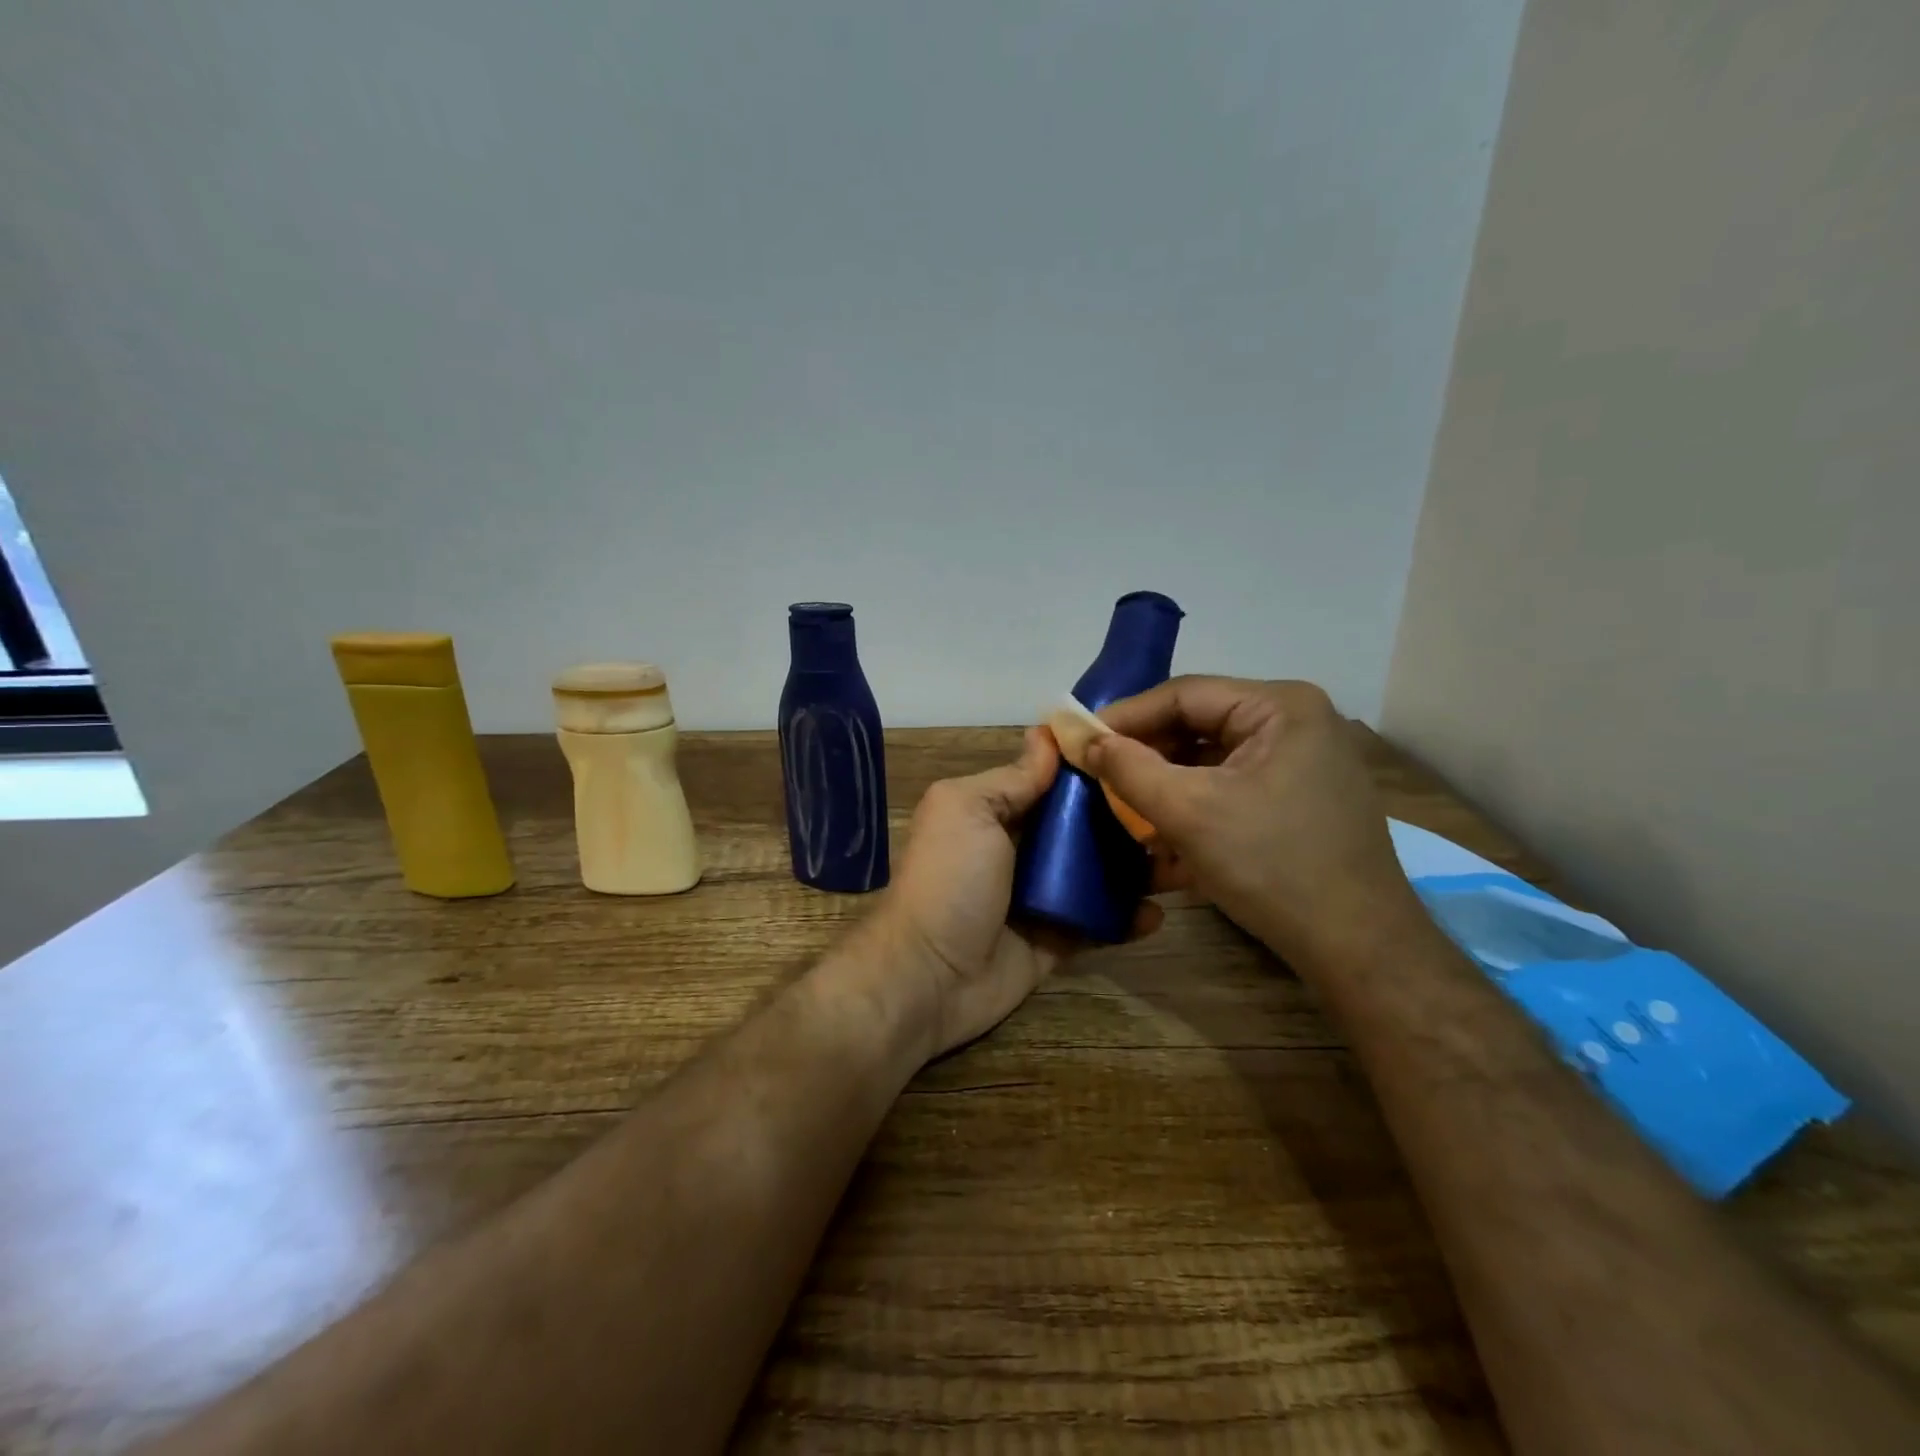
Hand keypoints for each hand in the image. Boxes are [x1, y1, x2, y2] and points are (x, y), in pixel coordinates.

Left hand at [875, 728, 1158, 1060]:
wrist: (928, 977)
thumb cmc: (949, 880)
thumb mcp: (968, 810)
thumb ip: (1011, 779)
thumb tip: (1045, 735)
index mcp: (998, 811)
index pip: (1055, 781)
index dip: (1094, 767)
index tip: (1145, 751)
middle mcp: (1022, 849)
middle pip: (1084, 826)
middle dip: (1127, 817)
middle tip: (1176, 809)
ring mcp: (1042, 896)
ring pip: (1098, 873)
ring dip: (1137, 866)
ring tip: (1181, 858)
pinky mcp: (1057, 940)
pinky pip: (1100, 923)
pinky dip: (1127, 918)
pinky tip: (1159, 912)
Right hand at [1087, 676, 1423, 977]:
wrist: (1356, 948)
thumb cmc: (1271, 865)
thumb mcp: (1188, 811)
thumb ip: (1129, 768)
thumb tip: (1086, 740)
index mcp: (1280, 707)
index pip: (1185, 695)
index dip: (1127, 716)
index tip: (1081, 740)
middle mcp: (1295, 724)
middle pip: (1199, 727)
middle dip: (1146, 756)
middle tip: (1099, 777)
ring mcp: (1301, 765)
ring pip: (1211, 763)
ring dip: (1165, 787)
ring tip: (1123, 810)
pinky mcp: (1298, 802)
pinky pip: (1231, 790)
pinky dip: (1194, 809)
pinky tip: (1160, 840)